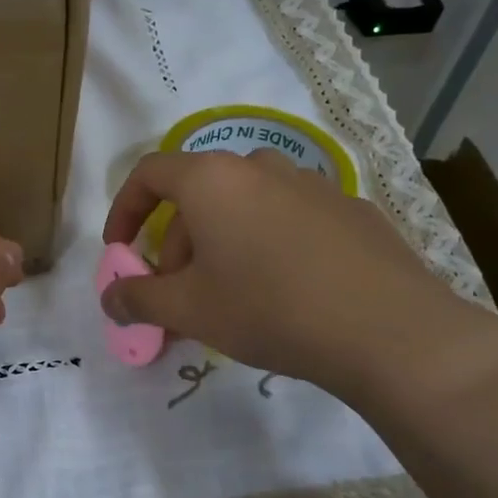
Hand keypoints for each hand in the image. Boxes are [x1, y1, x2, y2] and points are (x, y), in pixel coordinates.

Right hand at [100, 151, 497, 412]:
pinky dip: (267, 245)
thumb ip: (137, 299)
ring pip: (245, 206)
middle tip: (178, 293)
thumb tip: (110, 298)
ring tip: (229, 295)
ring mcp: (313, 184)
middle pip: (197, 195)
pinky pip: (289, 219)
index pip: (149, 173)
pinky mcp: (351, 210)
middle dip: (176, 244)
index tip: (121, 251)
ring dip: (220, 244)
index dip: (124, 210)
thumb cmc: (267, 308)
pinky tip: (284, 292)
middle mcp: (261, 167)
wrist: (387, 330)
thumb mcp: (187, 310)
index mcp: (212, 179)